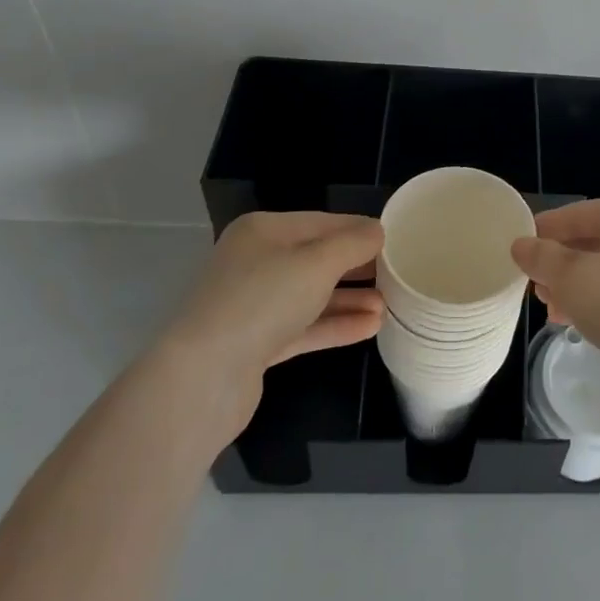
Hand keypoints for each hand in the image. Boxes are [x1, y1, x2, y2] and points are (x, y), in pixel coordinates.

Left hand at [163, 212, 384, 435]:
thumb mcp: (318, 262)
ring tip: (389, 305)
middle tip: (397, 274)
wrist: (202, 378)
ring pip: (312, 295)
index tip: (397, 240)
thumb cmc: (262, 301)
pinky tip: (370, 327)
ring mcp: (253, 305)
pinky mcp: (255, 344)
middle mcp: (255, 262)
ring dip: (351, 299)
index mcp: (264, 231)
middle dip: (357, 267)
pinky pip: (304, 327)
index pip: (323, 222)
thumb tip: (378, 231)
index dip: (360, 230)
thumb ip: (353, 243)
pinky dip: (335, 325)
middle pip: (317, 258)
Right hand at [512, 195, 599, 381]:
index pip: (576, 214)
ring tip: (552, 311)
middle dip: (560, 265)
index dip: (542, 232)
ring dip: (577, 288)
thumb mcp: (572, 277)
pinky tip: (580, 324)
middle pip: (592, 242)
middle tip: (534, 288)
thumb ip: (542, 258)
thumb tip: (521, 245)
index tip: (516, 252)